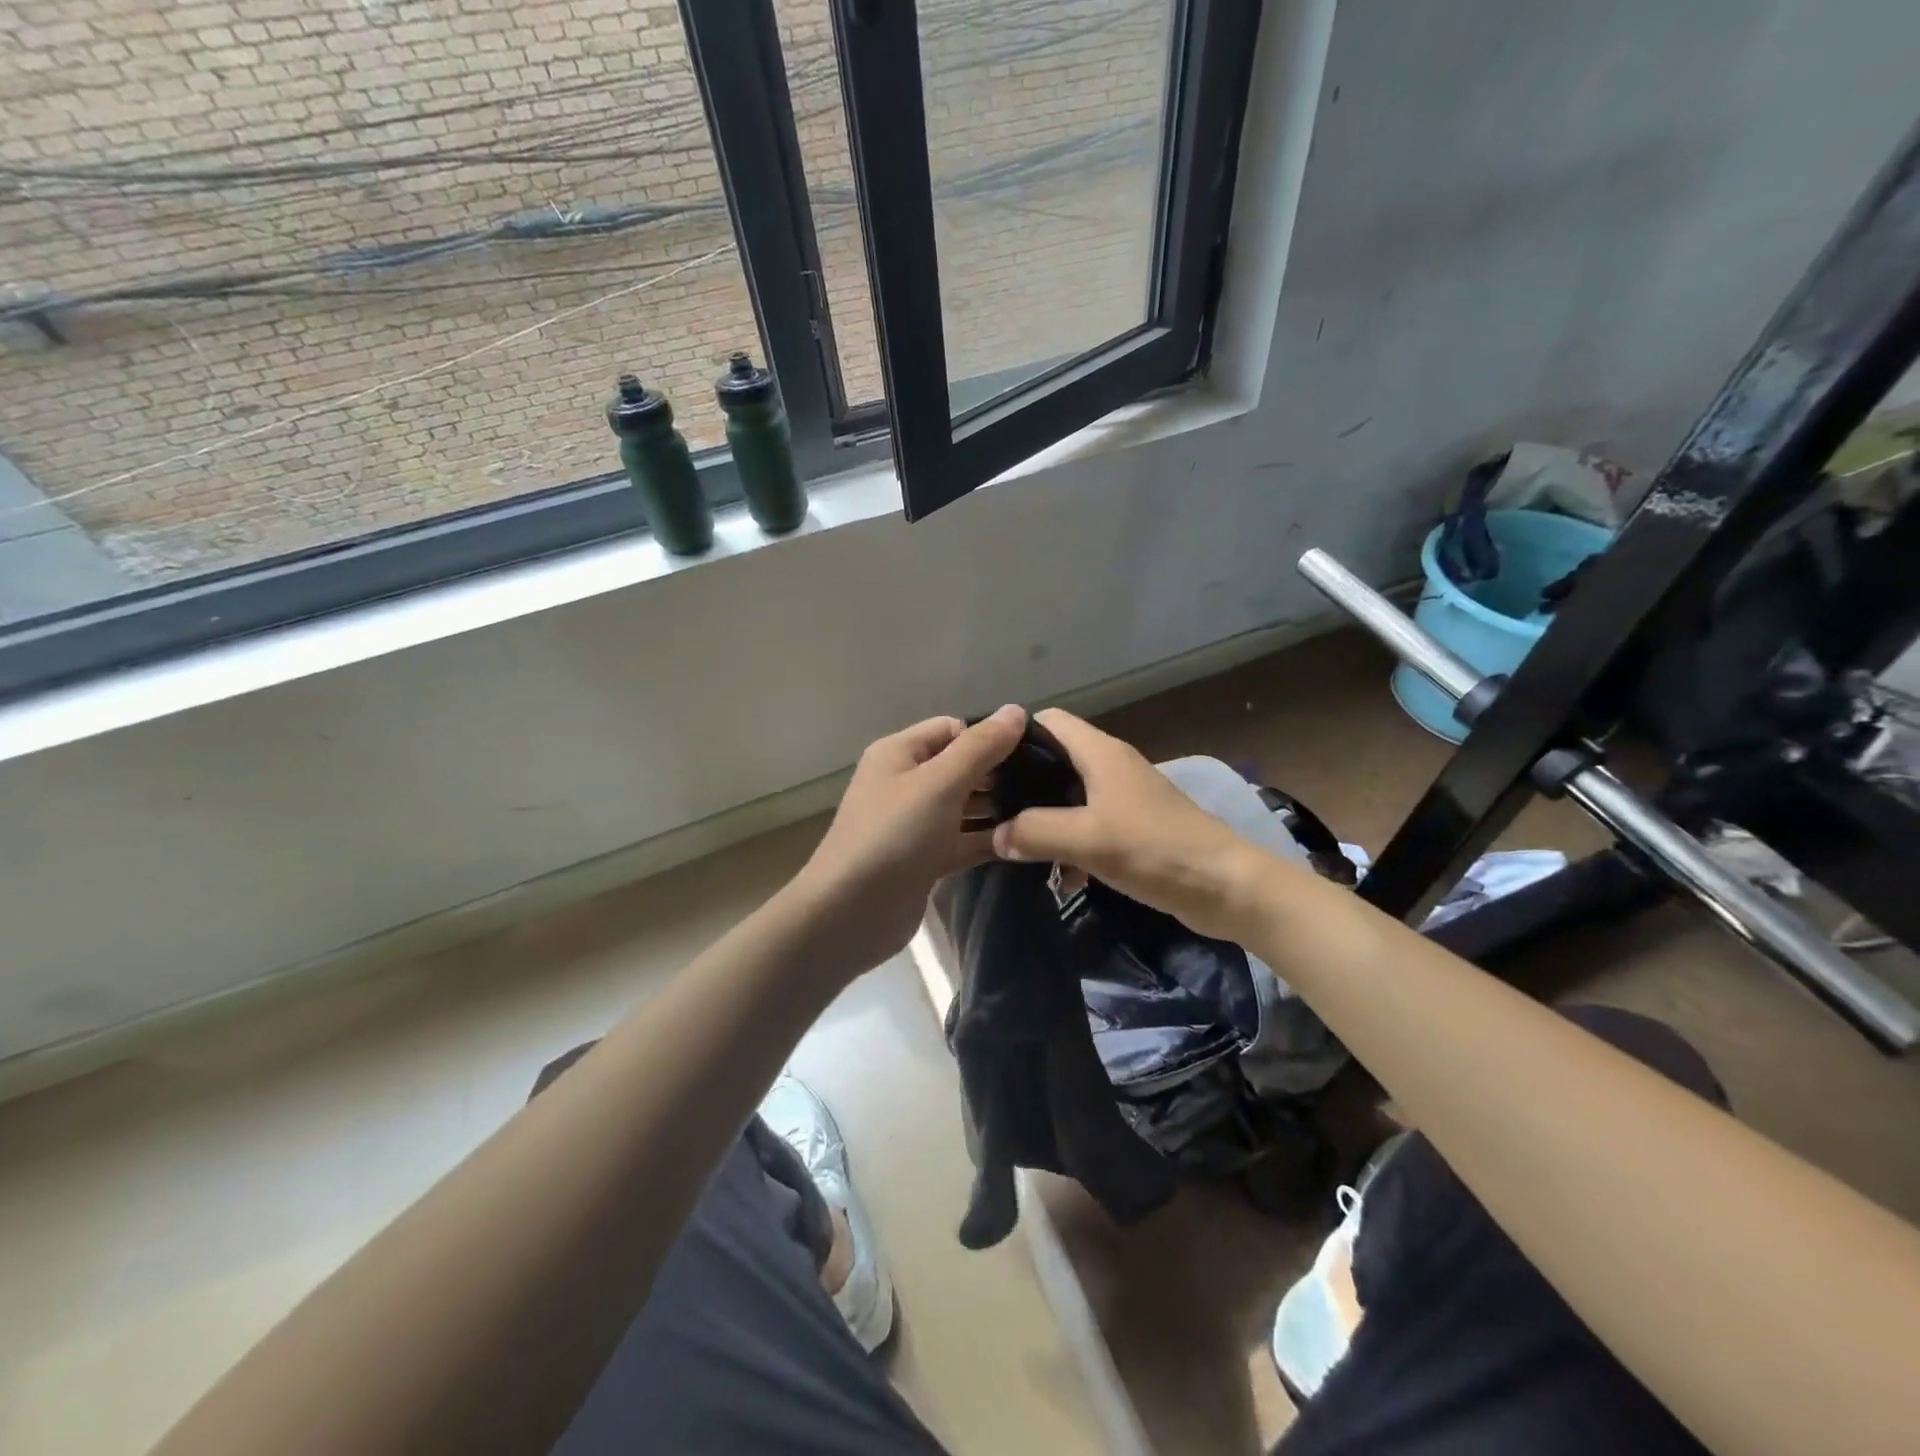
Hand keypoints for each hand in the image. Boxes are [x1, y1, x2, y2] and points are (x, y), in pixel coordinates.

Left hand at [787, 705, 1027, 979]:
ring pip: (965, 806)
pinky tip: (1027, 841)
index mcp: (900, 753)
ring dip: (999, 808)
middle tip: (1049, 784)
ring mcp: (916, 823)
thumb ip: (980, 747)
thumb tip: (1016, 709)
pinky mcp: (925, 859)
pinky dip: (990, 839)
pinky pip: (964, 840)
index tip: (1035, 752)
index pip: (953, 729)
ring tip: (1046, 811)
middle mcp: (906, 783)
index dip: (990, 736)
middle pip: (961, 767)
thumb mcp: (939, 783)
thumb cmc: (894, 836)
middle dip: (1000, 773)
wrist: (851, 914)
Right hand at [991, 708, 1264, 941]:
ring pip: (1069, 796)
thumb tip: (996, 835)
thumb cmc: (1155, 848)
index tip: (984, 764)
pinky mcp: (1134, 827)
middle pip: (1055, 759)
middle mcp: (1111, 766)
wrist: (1225, 886)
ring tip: (1011, 842)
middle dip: (1022, 782)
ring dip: (1044, 817)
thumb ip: (1035, 832)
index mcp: (1100, 753)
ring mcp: (1124, 797)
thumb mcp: (1087, 839)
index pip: (1048, 721)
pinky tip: (1057, 873)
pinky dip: (1069, 842)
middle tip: (989, 809)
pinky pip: (1088, 824)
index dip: (1014, 736)